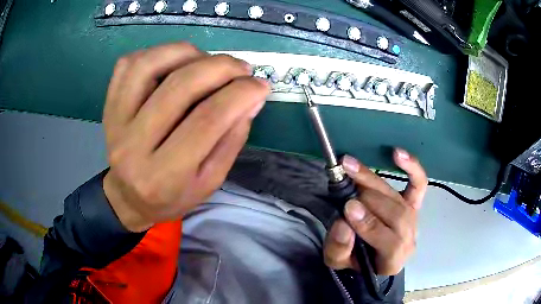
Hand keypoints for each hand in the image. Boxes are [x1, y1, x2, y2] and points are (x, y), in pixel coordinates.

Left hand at [101, 42, 268, 231]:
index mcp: (163, 176)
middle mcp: (133, 146)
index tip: (261, 85)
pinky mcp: (109, 105)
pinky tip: (176, 61)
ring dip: (188, 53)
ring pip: (149, 65)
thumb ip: (232, 140)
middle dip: (220, 67)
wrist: (128, 197)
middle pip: (179, 87)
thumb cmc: (171, 196)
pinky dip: (157, 53)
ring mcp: (115, 121)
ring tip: (208, 61)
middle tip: (242, 68)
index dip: (239, 95)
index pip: (206, 121)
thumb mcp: (210, 181)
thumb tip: (253, 98)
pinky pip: (129, 64)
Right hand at [323, 149, 426, 274]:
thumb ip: (338, 248)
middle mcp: (408, 238)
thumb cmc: (355, 260)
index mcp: (392, 261)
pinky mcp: (413, 203)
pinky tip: (397, 153)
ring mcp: (413, 218)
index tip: (348, 208)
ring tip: (352, 166)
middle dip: (370, 199)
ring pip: (399, 198)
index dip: (371, 225)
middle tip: (345, 184)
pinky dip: (412, 168)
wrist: (371, 255)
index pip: (391, 244)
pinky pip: (418, 184)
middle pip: (397, 215)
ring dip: (374, 181)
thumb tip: (343, 224)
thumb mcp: (337, 262)